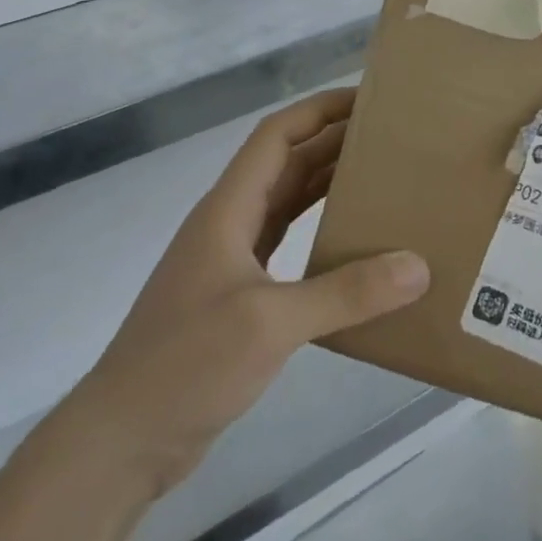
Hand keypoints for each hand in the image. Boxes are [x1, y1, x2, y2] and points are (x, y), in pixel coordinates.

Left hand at [78, 89, 428, 496]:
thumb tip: (418, 266)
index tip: (367, 100)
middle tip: (391, 139)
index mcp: (229, 208)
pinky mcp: (240, 296)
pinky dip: (321, 234)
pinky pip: (288, 245)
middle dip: (334, 144)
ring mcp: (232, 261)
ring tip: (383, 180)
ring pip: (287, 204)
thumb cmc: (188, 364)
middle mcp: (230, 223)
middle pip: (287, 164)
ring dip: (329, 186)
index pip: (277, 135)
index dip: (319, 110)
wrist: (123, 440)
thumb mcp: (271, 323)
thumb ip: (346, 293)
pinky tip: (354, 245)